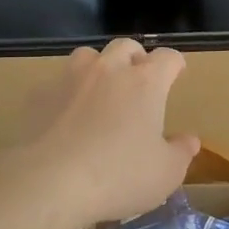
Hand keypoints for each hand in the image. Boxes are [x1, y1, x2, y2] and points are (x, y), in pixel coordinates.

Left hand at [17, 39, 200, 228]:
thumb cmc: (118, 176)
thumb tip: (189, 140)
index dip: (175, 64)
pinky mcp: (39, 94)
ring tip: (101, 93)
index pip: (168, 57)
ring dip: (99, 68)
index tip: (177, 74)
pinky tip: (66, 118)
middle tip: (139, 83)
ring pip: (88, 56)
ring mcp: (70, 78)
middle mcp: (108, 70)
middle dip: (136, 59)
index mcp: (145, 82)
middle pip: (126, 46)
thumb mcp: (165, 174)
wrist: (48, 182)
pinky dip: (68, 94)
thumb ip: (181, 152)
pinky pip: (58, 83)